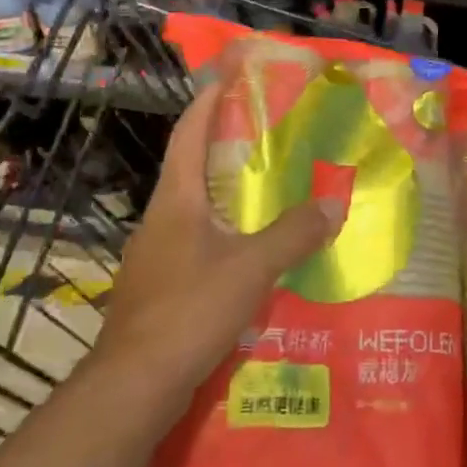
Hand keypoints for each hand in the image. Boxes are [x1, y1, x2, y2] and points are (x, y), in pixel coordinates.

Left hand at [90, 80, 340, 418]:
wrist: (132, 388)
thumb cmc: (189, 311)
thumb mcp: (252, 268)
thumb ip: (294, 233)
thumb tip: (334, 203)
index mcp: (175, 200)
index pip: (188, 135)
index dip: (206, 103)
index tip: (226, 78)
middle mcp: (159, 219)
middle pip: (190, 168)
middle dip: (223, 146)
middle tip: (265, 133)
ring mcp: (153, 256)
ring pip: (192, 209)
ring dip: (223, 193)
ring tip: (265, 189)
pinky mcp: (156, 288)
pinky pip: (193, 244)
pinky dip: (221, 233)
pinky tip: (247, 252)